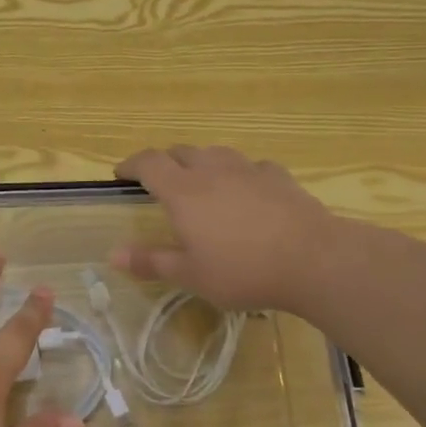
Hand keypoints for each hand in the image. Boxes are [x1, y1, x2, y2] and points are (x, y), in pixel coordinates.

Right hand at [113, 146, 337, 313]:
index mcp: (183, 191)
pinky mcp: (278, 176)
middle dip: (165, 162)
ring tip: (201, 181)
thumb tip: (112, 254)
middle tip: (159, 181)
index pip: (149, 163)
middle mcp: (212, 170)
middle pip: (181, 152)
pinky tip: (247, 190)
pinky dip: (239, 173)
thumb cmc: (243, 270)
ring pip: (215, 153)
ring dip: (200, 162)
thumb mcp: (191, 275)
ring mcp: (248, 169)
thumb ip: (151, 261)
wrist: (313, 259)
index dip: (131, 164)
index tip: (121, 174)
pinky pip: (250, 166)